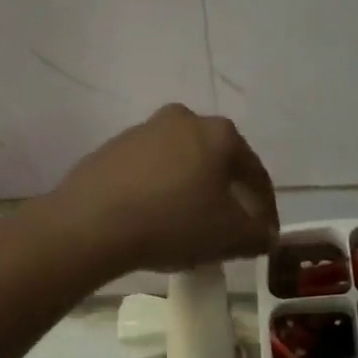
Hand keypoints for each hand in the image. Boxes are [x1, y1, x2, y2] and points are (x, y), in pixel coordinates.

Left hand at [43, 104, 277, 274]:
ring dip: (189, 191)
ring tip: (188, 226)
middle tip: (229, 227)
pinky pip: (147, 174)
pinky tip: (153, 220)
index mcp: (218, 133)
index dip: (265, 208)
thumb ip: (257, 235)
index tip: (265, 235)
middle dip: (226, 194)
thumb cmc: (173, 223)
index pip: (254, 173)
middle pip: (216, 161)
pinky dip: (157, 193)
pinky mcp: (110, 150)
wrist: (91, 224)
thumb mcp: (229, 237)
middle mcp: (182, 120)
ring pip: (179, 164)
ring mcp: (141, 132)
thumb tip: (266, 235)